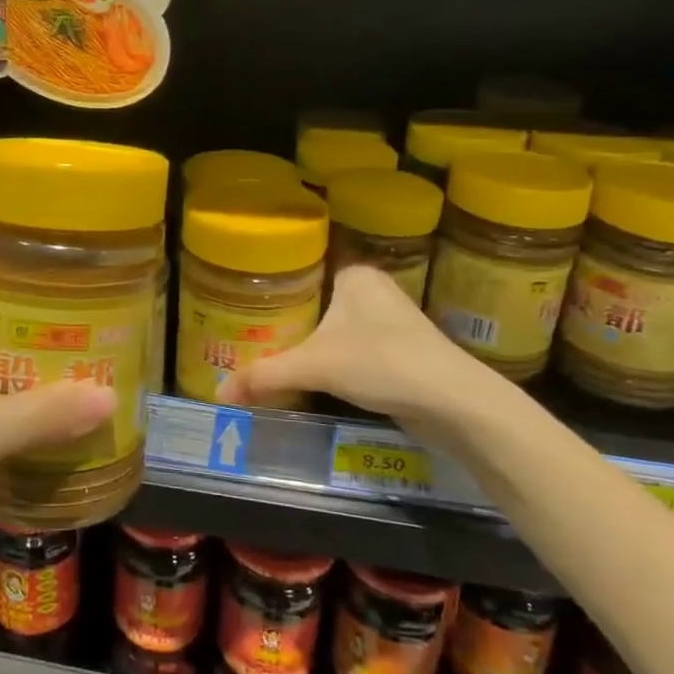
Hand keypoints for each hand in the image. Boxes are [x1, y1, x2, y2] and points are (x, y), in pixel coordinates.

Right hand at [214, 265, 522, 448]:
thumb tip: (218, 394)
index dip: (273, 286)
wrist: (455, 404)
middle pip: (317, 303)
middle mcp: (373, 291)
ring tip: (269, 355)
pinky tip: (309, 377)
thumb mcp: (314, 366)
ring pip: (335, 329)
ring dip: (310, 344)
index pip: (304, 270)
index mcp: (355, 274)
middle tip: (248, 335)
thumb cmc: (382, 363)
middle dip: (288, 322)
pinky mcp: (401, 354)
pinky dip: (331, 362)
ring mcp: (390, 323)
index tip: (243, 304)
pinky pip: (352, 351)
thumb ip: (265, 375)